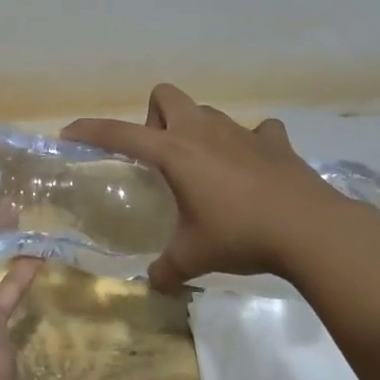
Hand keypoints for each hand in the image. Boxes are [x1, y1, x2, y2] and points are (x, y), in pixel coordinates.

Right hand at [64, 83, 344, 291]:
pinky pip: (257, 132)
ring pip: (207, 113)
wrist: (310, 229)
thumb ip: (168, 268)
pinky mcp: (275, 142)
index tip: (70, 133)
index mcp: (175, 152)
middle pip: (166, 96)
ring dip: (197, 131)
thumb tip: (156, 284)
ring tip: (204, 169)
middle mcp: (203, 131)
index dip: (91, 130)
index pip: (120, 133)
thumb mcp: (194, 256)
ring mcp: (242, 132)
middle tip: (160, 158)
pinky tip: (252, 169)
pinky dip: (249, 144)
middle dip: (154, 118)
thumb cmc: (240, 235)